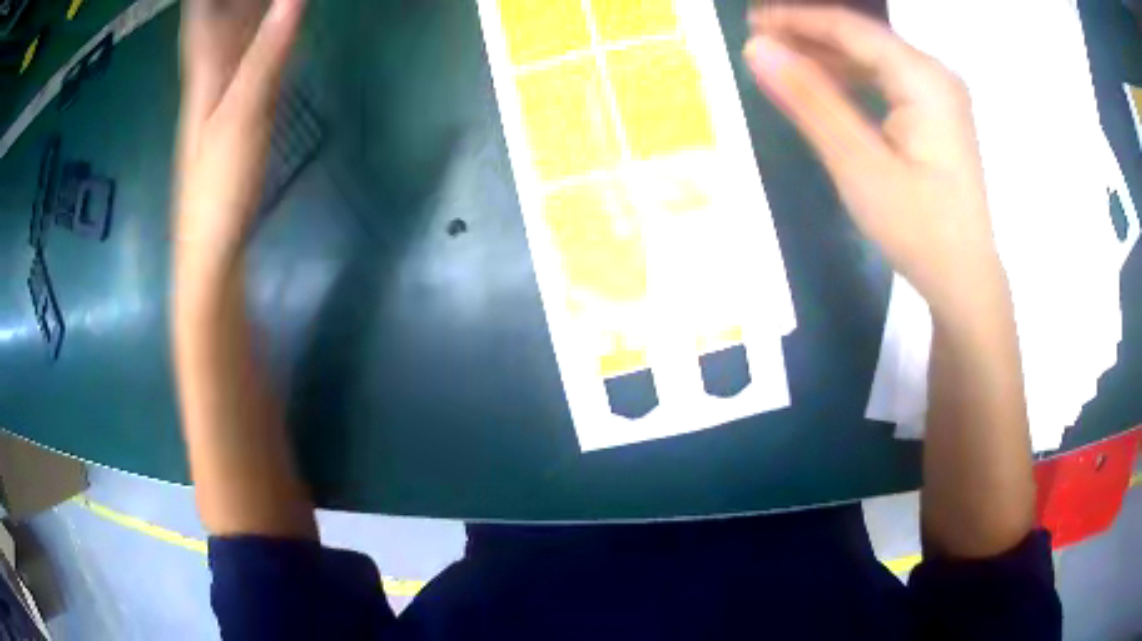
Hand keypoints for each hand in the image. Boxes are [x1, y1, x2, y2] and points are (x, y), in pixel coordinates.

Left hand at [175, 0, 304, 272]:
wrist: (210, 248)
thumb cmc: (218, 187)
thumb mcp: (243, 115)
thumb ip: (267, 54)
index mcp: (204, 69)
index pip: (202, 9)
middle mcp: (208, 73)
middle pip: (218, 15)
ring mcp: (220, 93)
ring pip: (231, 33)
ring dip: (248, 7)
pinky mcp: (234, 111)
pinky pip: (245, 56)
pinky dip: (258, 32)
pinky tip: (272, 23)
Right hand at [744, 6, 1001, 316]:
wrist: (964, 280)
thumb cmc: (918, 228)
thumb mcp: (859, 164)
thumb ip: (810, 101)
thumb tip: (757, 48)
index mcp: (923, 78)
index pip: (849, 28)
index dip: (796, 19)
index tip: (749, 20)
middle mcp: (935, 75)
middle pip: (863, 38)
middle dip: (810, 35)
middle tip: (758, 40)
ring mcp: (940, 96)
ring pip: (874, 59)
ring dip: (828, 56)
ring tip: (780, 58)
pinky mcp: (937, 117)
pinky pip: (887, 82)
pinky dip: (852, 79)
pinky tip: (824, 85)